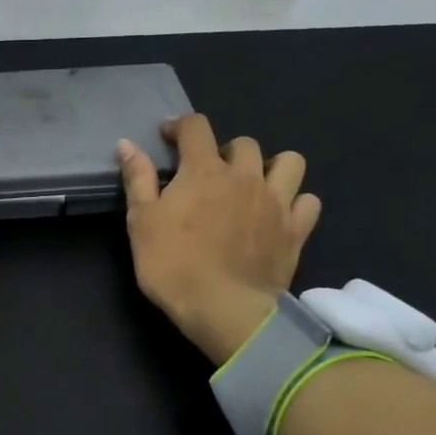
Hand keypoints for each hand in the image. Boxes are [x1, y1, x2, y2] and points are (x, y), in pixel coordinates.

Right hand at [118, 113, 321, 365]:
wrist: (223, 309)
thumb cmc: (173, 265)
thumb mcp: (141, 222)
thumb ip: (137, 179)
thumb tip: (127, 143)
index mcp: (204, 170)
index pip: (196, 127)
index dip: (181, 126)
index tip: (169, 137)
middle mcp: (245, 176)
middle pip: (244, 143)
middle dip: (225, 151)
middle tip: (210, 174)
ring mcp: (276, 202)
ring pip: (289, 162)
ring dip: (272, 167)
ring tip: (255, 185)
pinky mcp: (296, 230)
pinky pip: (309, 202)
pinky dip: (296, 202)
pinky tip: (281, 214)